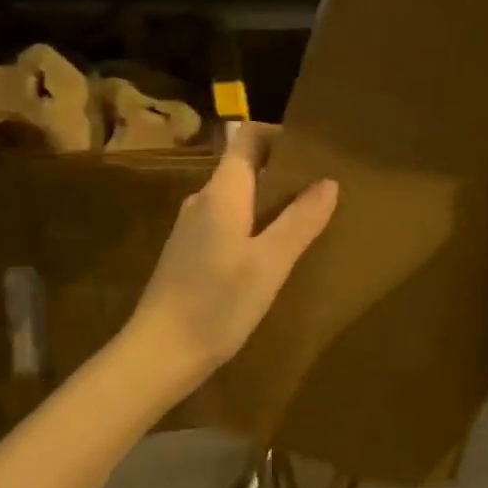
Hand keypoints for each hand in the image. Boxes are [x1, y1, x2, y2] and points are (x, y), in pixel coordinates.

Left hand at [125, 123, 337, 393]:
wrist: (159, 352)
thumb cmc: (217, 303)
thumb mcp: (269, 263)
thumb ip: (300, 220)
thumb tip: (328, 181)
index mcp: (221, 192)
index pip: (248, 138)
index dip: (279, 135)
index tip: (313, 149)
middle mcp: (202, 200)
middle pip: (244, 167)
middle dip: (282, 172)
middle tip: (322, 188)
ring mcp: (191, 227)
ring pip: (236, 199)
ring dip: (268, 202)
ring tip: (305, 220)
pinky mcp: (188, 253)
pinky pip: (226, 223)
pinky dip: (252, 226)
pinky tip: (272, 254)